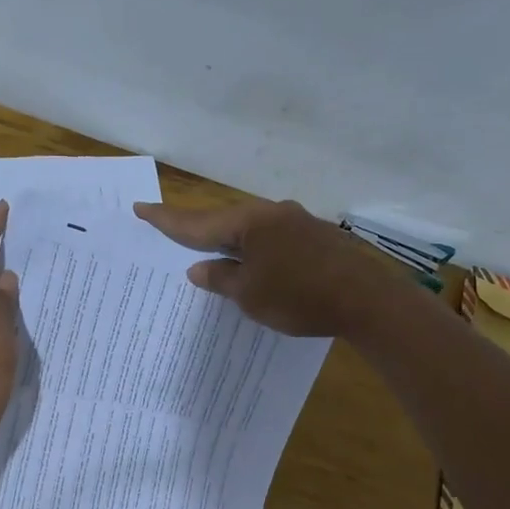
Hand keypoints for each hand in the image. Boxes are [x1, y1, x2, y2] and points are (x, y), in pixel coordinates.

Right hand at [133, 198, 409, 338]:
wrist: (368, 300)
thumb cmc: (301, 298)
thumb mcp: (251, 295)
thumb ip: (221, 279)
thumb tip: (199, 268)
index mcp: (250, 223)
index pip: (198, 223)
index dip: (167, 220)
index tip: (141, 207)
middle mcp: (271, 214)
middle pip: (225, 222)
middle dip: (198, 230)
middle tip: (170, 230)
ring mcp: (297, 223)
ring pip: (251, 230)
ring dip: (229, 242)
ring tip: (210, 253)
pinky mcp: (315, 237)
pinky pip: (272, 240)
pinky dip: (255, 251)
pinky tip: (254, 265)